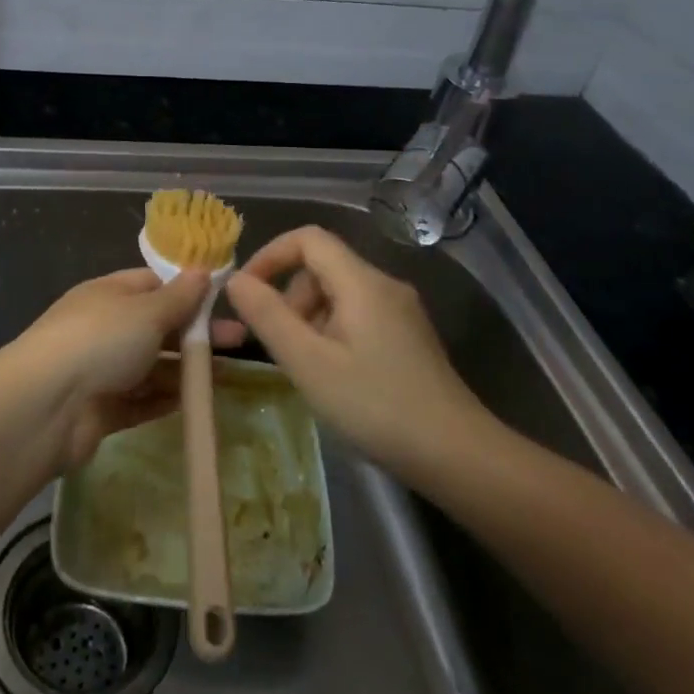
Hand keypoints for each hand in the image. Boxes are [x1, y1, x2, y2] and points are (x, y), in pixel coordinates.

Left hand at [8, 268, 210, 470]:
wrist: (46, 406)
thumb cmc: (100, 340)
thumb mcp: (146, 310)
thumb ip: (178, 296)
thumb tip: (201, 270)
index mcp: (109, 294)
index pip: (153, 284)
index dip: (187, 289)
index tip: (223, 298)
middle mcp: (104, 328)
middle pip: (157, 326)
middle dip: (196, 333)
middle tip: (239, 341)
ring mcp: (102, 370)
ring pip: (152, 366)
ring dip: (185, 369)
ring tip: (225, 375)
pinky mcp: (102, 409)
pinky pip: (141, 401)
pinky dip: (166, 400)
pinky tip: (196, 402)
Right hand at [216, 226, 497, 480]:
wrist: (457, 455)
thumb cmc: (375, 405)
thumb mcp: (309, 362)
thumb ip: (268, 316)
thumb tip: (235, 280)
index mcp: (362, 282)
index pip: (308, 238)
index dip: (270, 255)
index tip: (246, 292)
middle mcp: (384, 285)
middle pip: (323, 267)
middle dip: (289, 296)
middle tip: (275, 343)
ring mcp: (401, 312)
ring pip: (339, 294)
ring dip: (309, 318)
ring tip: (303, 366)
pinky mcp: (408, 337)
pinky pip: (358, 316)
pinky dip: (332, 333)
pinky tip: (332, 375)